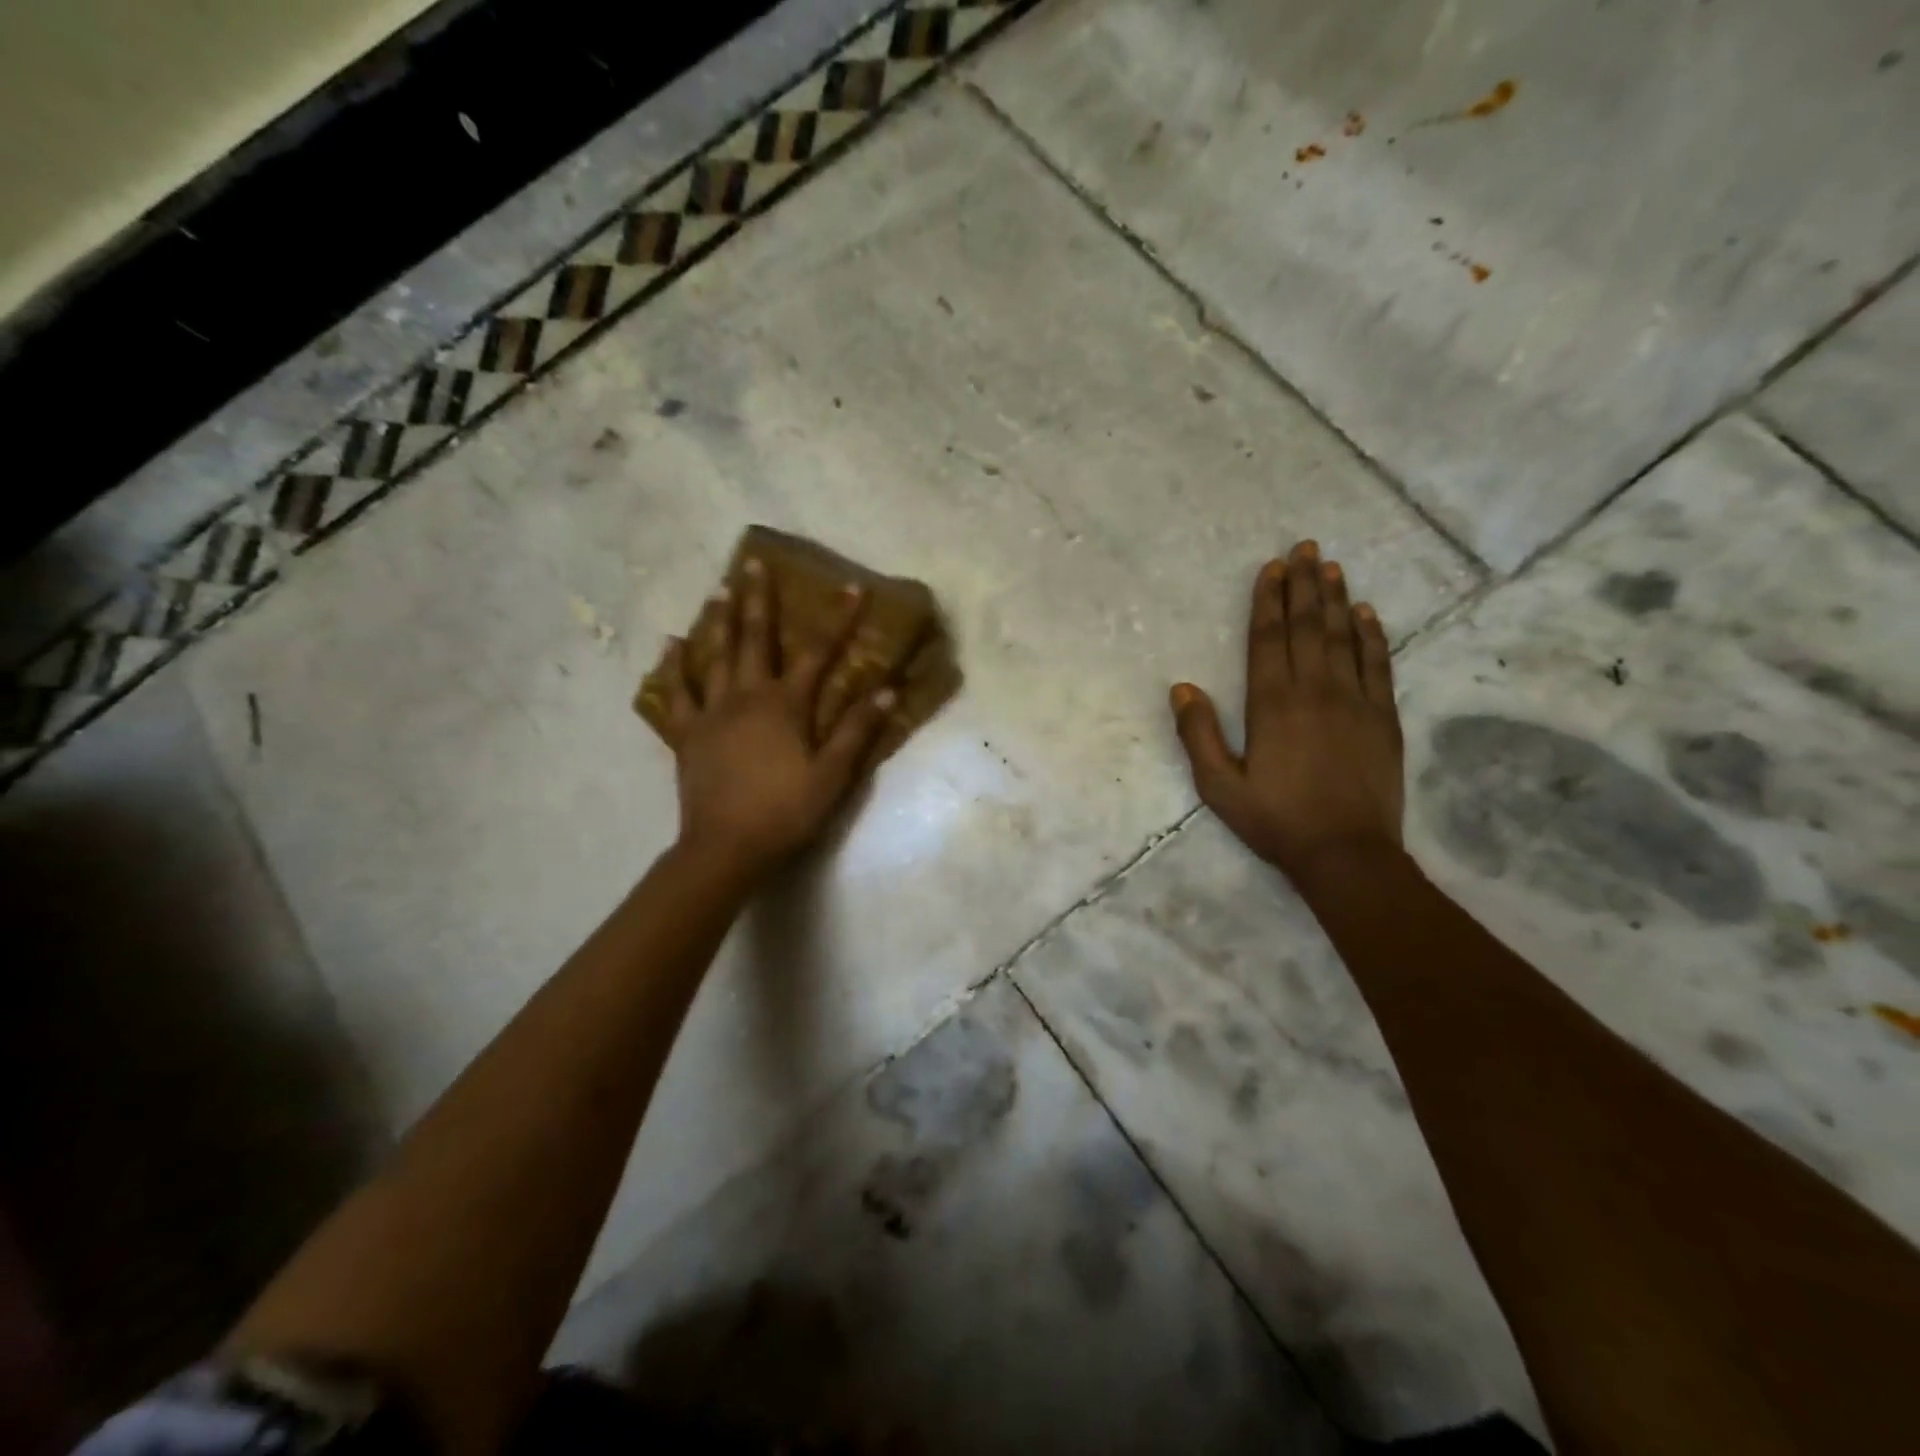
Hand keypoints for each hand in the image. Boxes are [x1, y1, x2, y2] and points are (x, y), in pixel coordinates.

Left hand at [657, 559, 894, 878]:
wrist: (726, 847)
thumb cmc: (785, 811)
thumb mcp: (832, 775)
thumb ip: (856, 730)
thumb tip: (886, 690)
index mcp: (786, 705)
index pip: (819, 652)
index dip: (838, 619)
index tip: (851, 587)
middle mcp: (747, 696)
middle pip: (754, 639)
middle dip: (759, 600)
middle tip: (753, 564)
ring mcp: (712, 712)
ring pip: (714, 656)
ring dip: (719, 621)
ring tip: (718, 590)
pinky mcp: (688, 734)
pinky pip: (677, 693)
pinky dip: (673, 667)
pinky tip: (670, 645)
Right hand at [1170, 540, 1404, 881]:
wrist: (1346, 853)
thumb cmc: (1275, 820)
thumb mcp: (1218, 786)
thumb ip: (1198, 734)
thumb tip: (1182, 687)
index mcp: (1272, 704)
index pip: (1268, 639)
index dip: (1268, 601)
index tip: (1272, 568)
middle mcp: (1314, 690)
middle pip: (1307, 626)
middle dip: (1304, 585)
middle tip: (1305, 548)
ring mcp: (1354, 701)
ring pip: (1344, 637)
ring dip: (1337, 599)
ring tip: (1332, 566)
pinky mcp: (1383, 718)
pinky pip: (1379, 665)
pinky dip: (1373, 635)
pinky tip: (1368, 613)